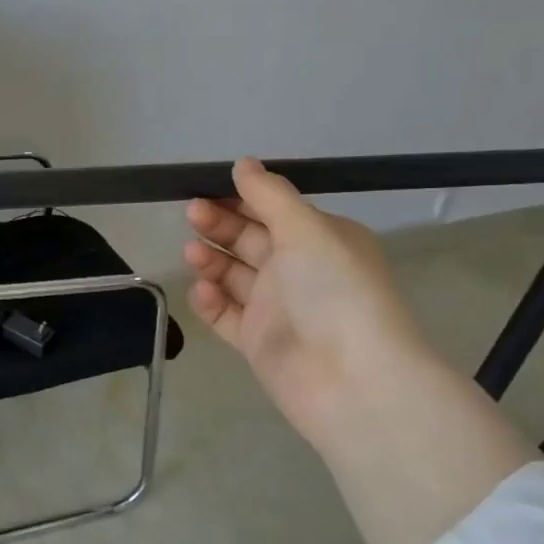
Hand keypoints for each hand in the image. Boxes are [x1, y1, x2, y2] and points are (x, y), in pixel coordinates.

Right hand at [184, 159, 438, 449]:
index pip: (274, 210)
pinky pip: (226, 315)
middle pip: (250, 240)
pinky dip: (210, 300)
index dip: (241, 197)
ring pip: (234, 276)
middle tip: (192, 214)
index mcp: (321, 240)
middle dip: (220, 225)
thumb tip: (243, 163)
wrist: (351, 380)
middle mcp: (299, 272)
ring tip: (191, 253)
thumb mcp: (306, 229)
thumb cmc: (334, 291)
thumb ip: (270, 195)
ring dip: (211, 260)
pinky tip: (201, 290)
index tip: (207, 185)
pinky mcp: (258, 342)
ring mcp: (277, 309)